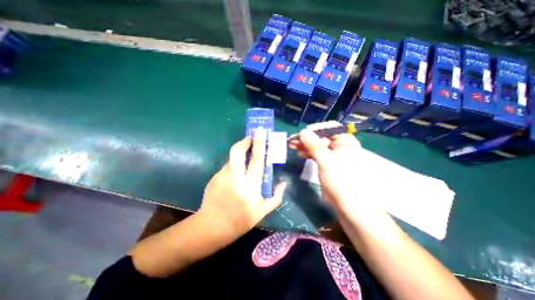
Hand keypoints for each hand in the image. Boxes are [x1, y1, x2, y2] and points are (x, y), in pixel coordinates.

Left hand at [198, 129, 286, 239]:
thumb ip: (276, 197)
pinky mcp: (214, 177)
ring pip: (231, 158)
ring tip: (244, 160)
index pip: (256, 160)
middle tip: (250, 138)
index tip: (260, 132)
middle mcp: (235, 178)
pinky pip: (227, 167)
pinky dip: (233, 166)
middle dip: (244, 141)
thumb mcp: (262, 212)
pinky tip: (235, 176)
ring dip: (239, 155)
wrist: (212, 227)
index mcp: (250, 187)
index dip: (259, 144)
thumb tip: (283, 183)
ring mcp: (222, 176)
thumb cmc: (241, 221)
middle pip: (237, 152)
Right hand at [291, 122, 372, 213]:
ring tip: (292, 145)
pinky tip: (299, 153)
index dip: (315, 129)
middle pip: (321, 136)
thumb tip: (303, 131)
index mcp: (345, 141)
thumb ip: (314, 145)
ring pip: (317, 145)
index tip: (302, 134)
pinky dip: (308, 152)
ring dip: (305, 145)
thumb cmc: (341, 181)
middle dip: (306, 138)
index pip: (329, 128)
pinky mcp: (327, 162)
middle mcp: (339, 145)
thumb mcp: (326, 162)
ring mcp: (333, 154)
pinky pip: (316, 153)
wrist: (348, 205)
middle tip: (292, 140)